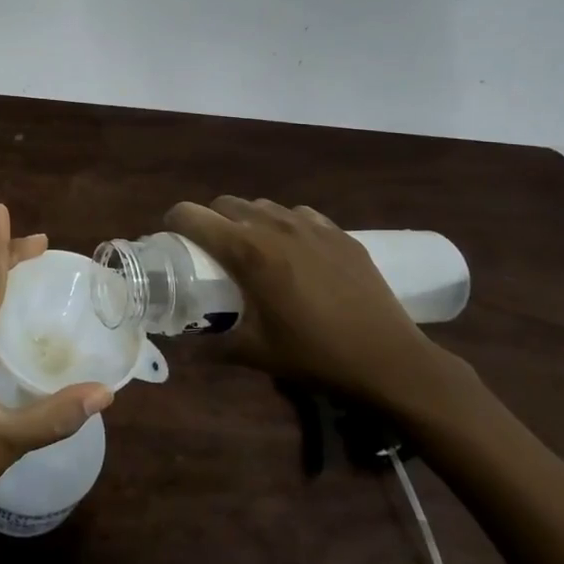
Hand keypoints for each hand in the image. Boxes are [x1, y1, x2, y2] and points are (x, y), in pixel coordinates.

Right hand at [164, 196, 461, 413]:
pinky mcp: (339, 233)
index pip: (191, 215)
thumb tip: (187, 347)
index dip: (174, 222)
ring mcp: (310, 225)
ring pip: (262, 206)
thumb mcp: (256, 354)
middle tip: (213, 252)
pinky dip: (285, 226)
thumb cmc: (315, 356)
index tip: (173, 240)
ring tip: (255, 251)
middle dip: (211, 220)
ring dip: (248, 221)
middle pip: (225, 203)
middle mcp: (273, 226)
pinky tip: (296, 253)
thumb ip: (214, 345)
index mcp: (246, 251)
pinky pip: (299, 215)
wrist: (390, 360)